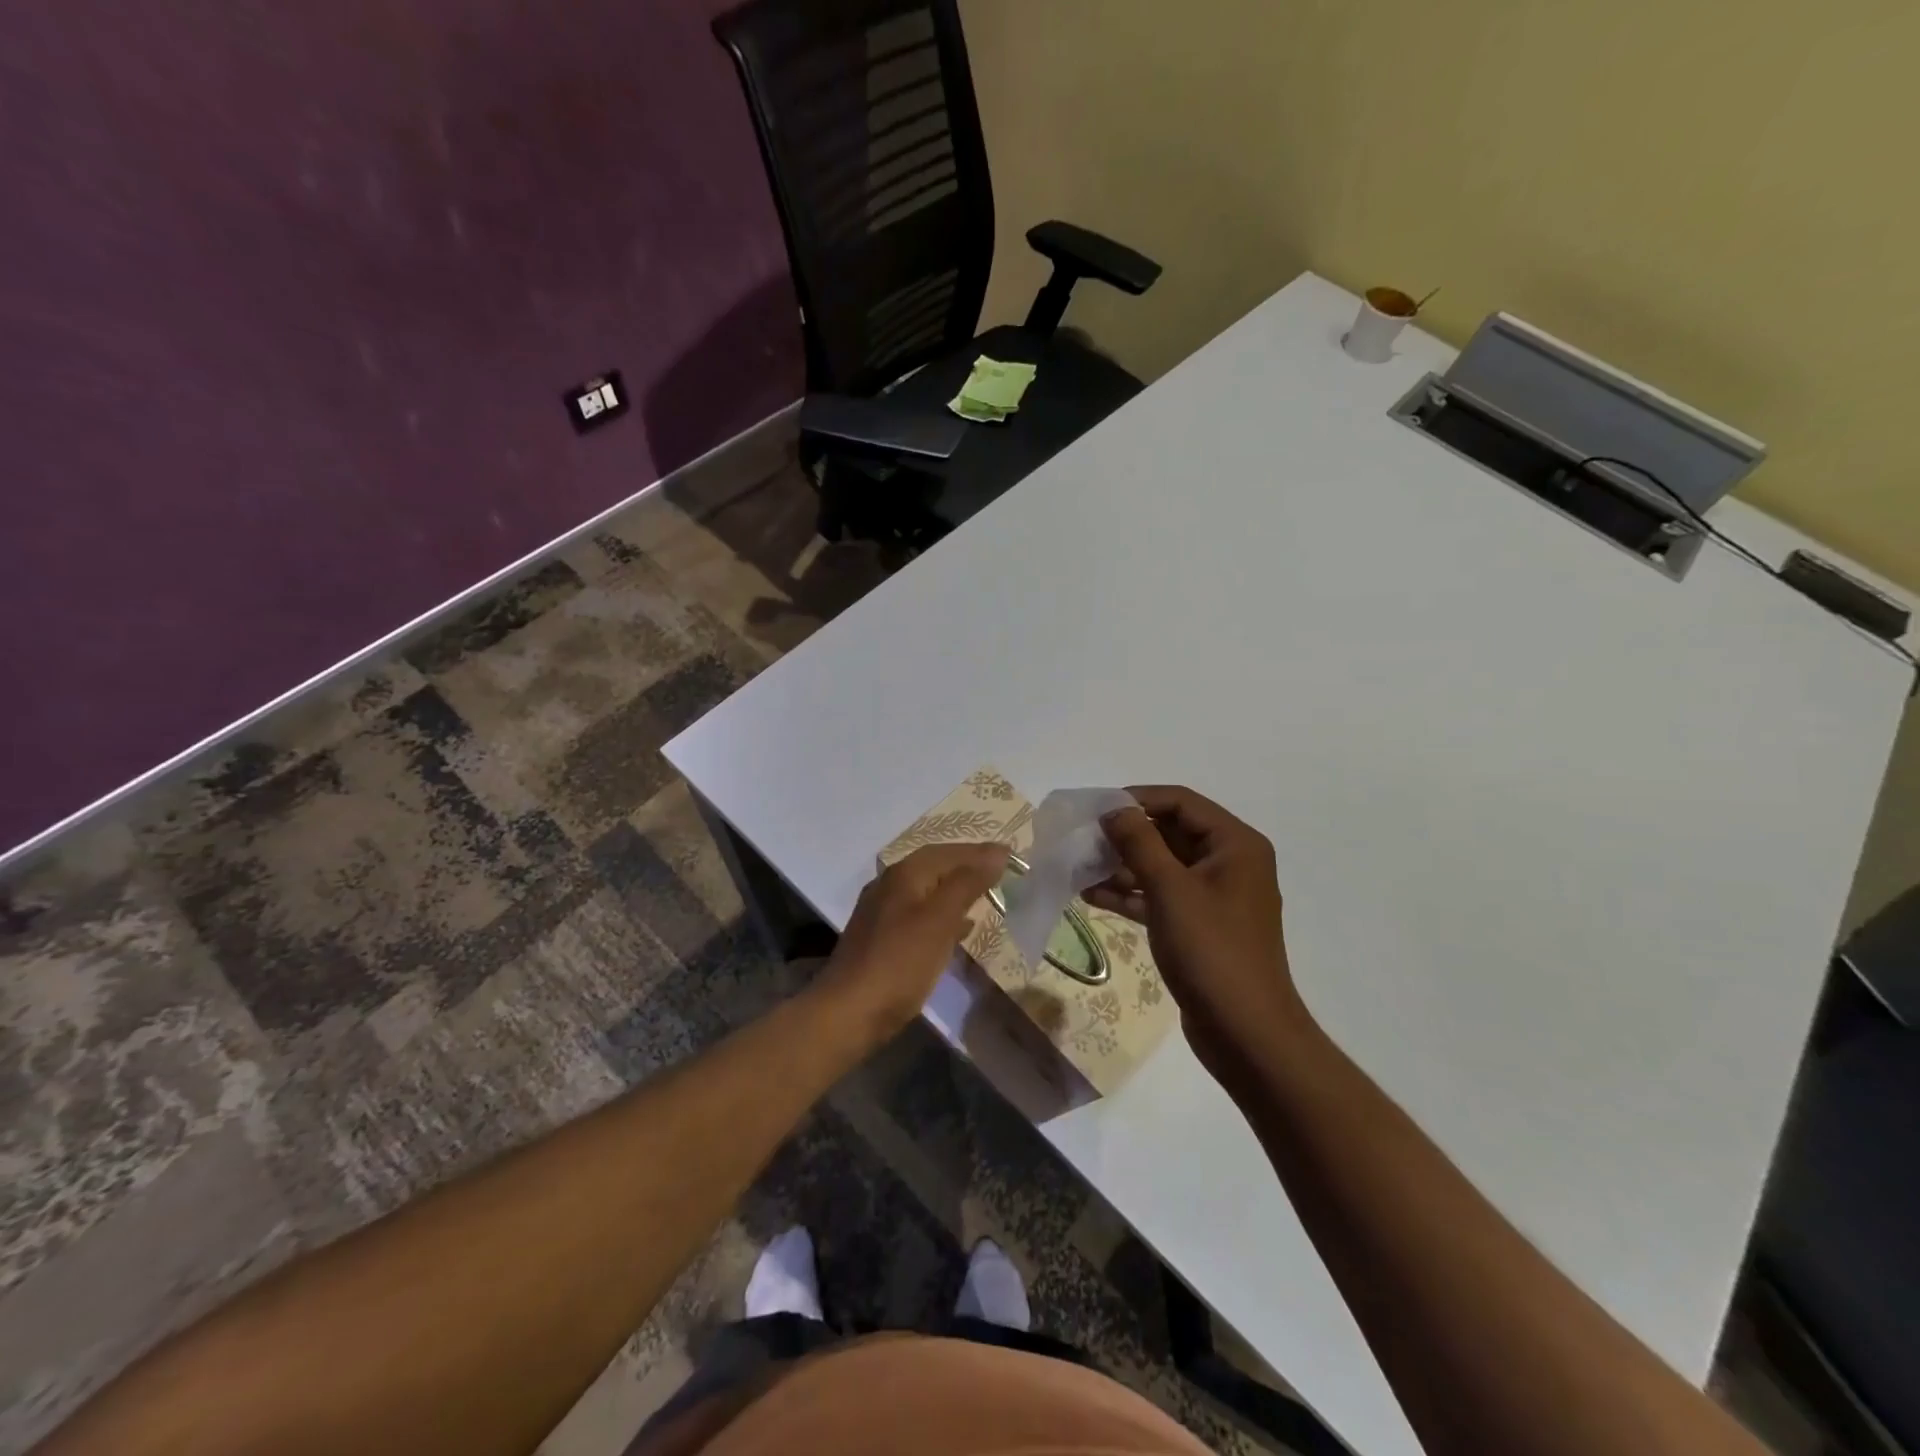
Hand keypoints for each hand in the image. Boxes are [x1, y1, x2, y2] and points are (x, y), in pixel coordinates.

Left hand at [812, 842, 1010, 1045]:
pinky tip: (960, 928)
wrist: (849, 1012)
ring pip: (927, 890)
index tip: (1012, 855)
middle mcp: (889, 884)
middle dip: (968, 867)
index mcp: (904, 874)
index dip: (980, 852)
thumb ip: (968, 882)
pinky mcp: (881, 938)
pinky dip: (943, 914)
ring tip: (987, 896)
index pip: (948, 851)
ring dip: (956, 890)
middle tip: (1001, 872)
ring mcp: (882, 912)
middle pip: (935, 866)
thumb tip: (997, 852)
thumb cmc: (900, 963)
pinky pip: (919, 914)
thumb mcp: (939, 919)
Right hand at [1085, 786, 1309, 1081]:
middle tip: (1082, 840)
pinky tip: (1091, 895)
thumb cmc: (1212, 951)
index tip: (1095, 809)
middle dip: (1125, 836)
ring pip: (1162, 866)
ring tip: (1079, 867)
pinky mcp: (1199, 926)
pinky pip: (1161, 896)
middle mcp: (1229, 863)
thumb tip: (1114, 810)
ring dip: (1122, 865)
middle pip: (1170, 832)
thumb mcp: (1170, 889)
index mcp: (1235, 844)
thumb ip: (1139, 842)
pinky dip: (1130, 894)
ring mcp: (1214, 897)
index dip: (1137, 800)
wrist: (1246, 1033)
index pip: (1180, 802)